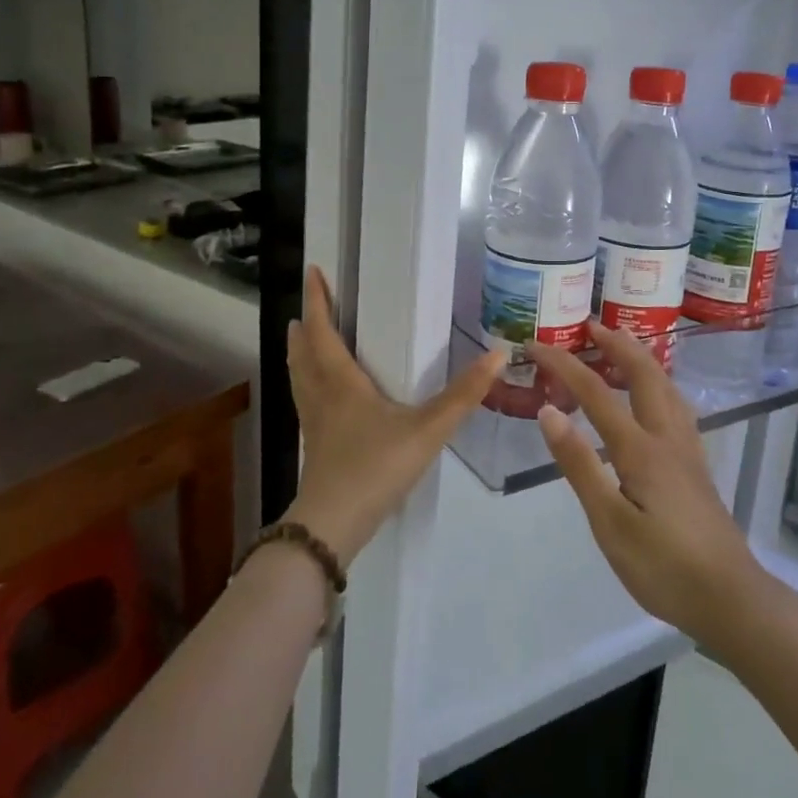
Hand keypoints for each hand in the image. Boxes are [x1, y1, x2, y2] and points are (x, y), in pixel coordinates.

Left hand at [284, 267, 504, 562]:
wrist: (334, 525)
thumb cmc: (376, 467)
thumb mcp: (428, 429)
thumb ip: (463, 395)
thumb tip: (498, 355)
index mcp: (341, 382)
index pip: (322, 331)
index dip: (317, 301)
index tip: (313, 272)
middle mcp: (321, 396)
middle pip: (304, 352)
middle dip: (305, 326)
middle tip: (308, 306)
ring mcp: (313, 423)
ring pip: (299, 378)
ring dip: (300, 354)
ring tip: (302, 340)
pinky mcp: (315, 446)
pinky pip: (305, 401)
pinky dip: (307, 384)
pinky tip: (323, 397)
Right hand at [529, 323, 767, 646]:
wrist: (730, 598)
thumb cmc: (663, 567)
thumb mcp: (610, 523)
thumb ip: (580, 465)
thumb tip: (548, 412)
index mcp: (641, 449)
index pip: (596, 392)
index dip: (563, 364)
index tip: (535, 344)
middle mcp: (667, 437)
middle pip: (643, 373)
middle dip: (615, 344)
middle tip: (589, 325)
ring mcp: (687, 449)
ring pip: (666, 386)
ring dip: (641, 358)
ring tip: (621, 345)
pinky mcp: (696, 465)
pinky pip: (676, 405)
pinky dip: (658, 383)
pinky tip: (655, 395)